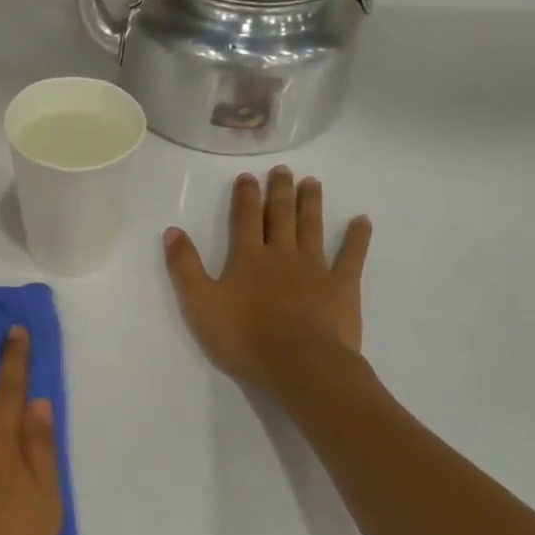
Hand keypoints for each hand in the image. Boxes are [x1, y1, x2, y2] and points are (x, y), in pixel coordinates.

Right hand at [163, 166, 371, 395]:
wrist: (298, 363)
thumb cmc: (243, 338)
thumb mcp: (199, 304)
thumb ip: (185, 267)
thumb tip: (172, 231)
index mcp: (247, 258)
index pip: (245, 218)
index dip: (245, 196)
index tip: (247, 176)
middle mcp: (282, 254)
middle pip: (281, 216)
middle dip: (280, 191)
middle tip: (283, 170)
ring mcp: (315, 268)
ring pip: (312, 228)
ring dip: (311, 204)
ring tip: (313, 182)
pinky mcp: (342, 287)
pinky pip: (351, 256)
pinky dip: (357, 238)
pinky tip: (363, 221)